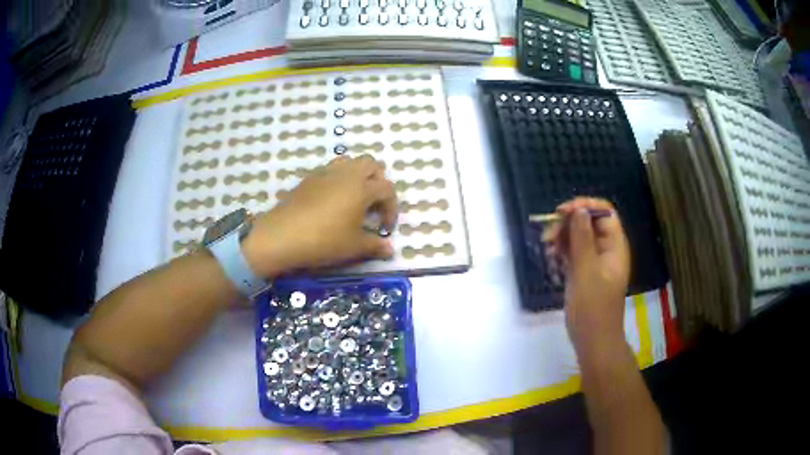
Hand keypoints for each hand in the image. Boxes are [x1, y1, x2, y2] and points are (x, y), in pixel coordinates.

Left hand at [241, 155, 397, 277]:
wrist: (282, 235)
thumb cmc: (324, 240)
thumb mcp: (353, 247)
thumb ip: (375, 246)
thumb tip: (389, 250)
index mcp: (362, 188)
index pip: (387, 189)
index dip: (392, 208)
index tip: (385, 228)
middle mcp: (346, 174)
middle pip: (371, 164)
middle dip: (378, 181)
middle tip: (374, 204)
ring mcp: (325, 173)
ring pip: (349, 161)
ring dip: (358, 175)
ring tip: (354, 197)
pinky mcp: (309, 178)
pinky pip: (330, 169)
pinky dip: (338, 179)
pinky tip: (332, 200)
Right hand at [543, 197, 630, 350]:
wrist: (593, 341)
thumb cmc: (593, 307)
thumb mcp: (586, 271)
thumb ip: (582, 239)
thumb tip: (579, 211)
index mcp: (615, 246)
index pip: (605, 213)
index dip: (585, 207)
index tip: (562, 212)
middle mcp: (607, 250)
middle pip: (590, 223)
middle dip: (570, 223)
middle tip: (549, 234)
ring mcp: (596, 262)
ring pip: (580, 238)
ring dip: (563, 237)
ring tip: (547, 246)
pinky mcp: (585, 274)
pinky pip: (574, 253)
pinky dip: (563, 251)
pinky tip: (551, 256)